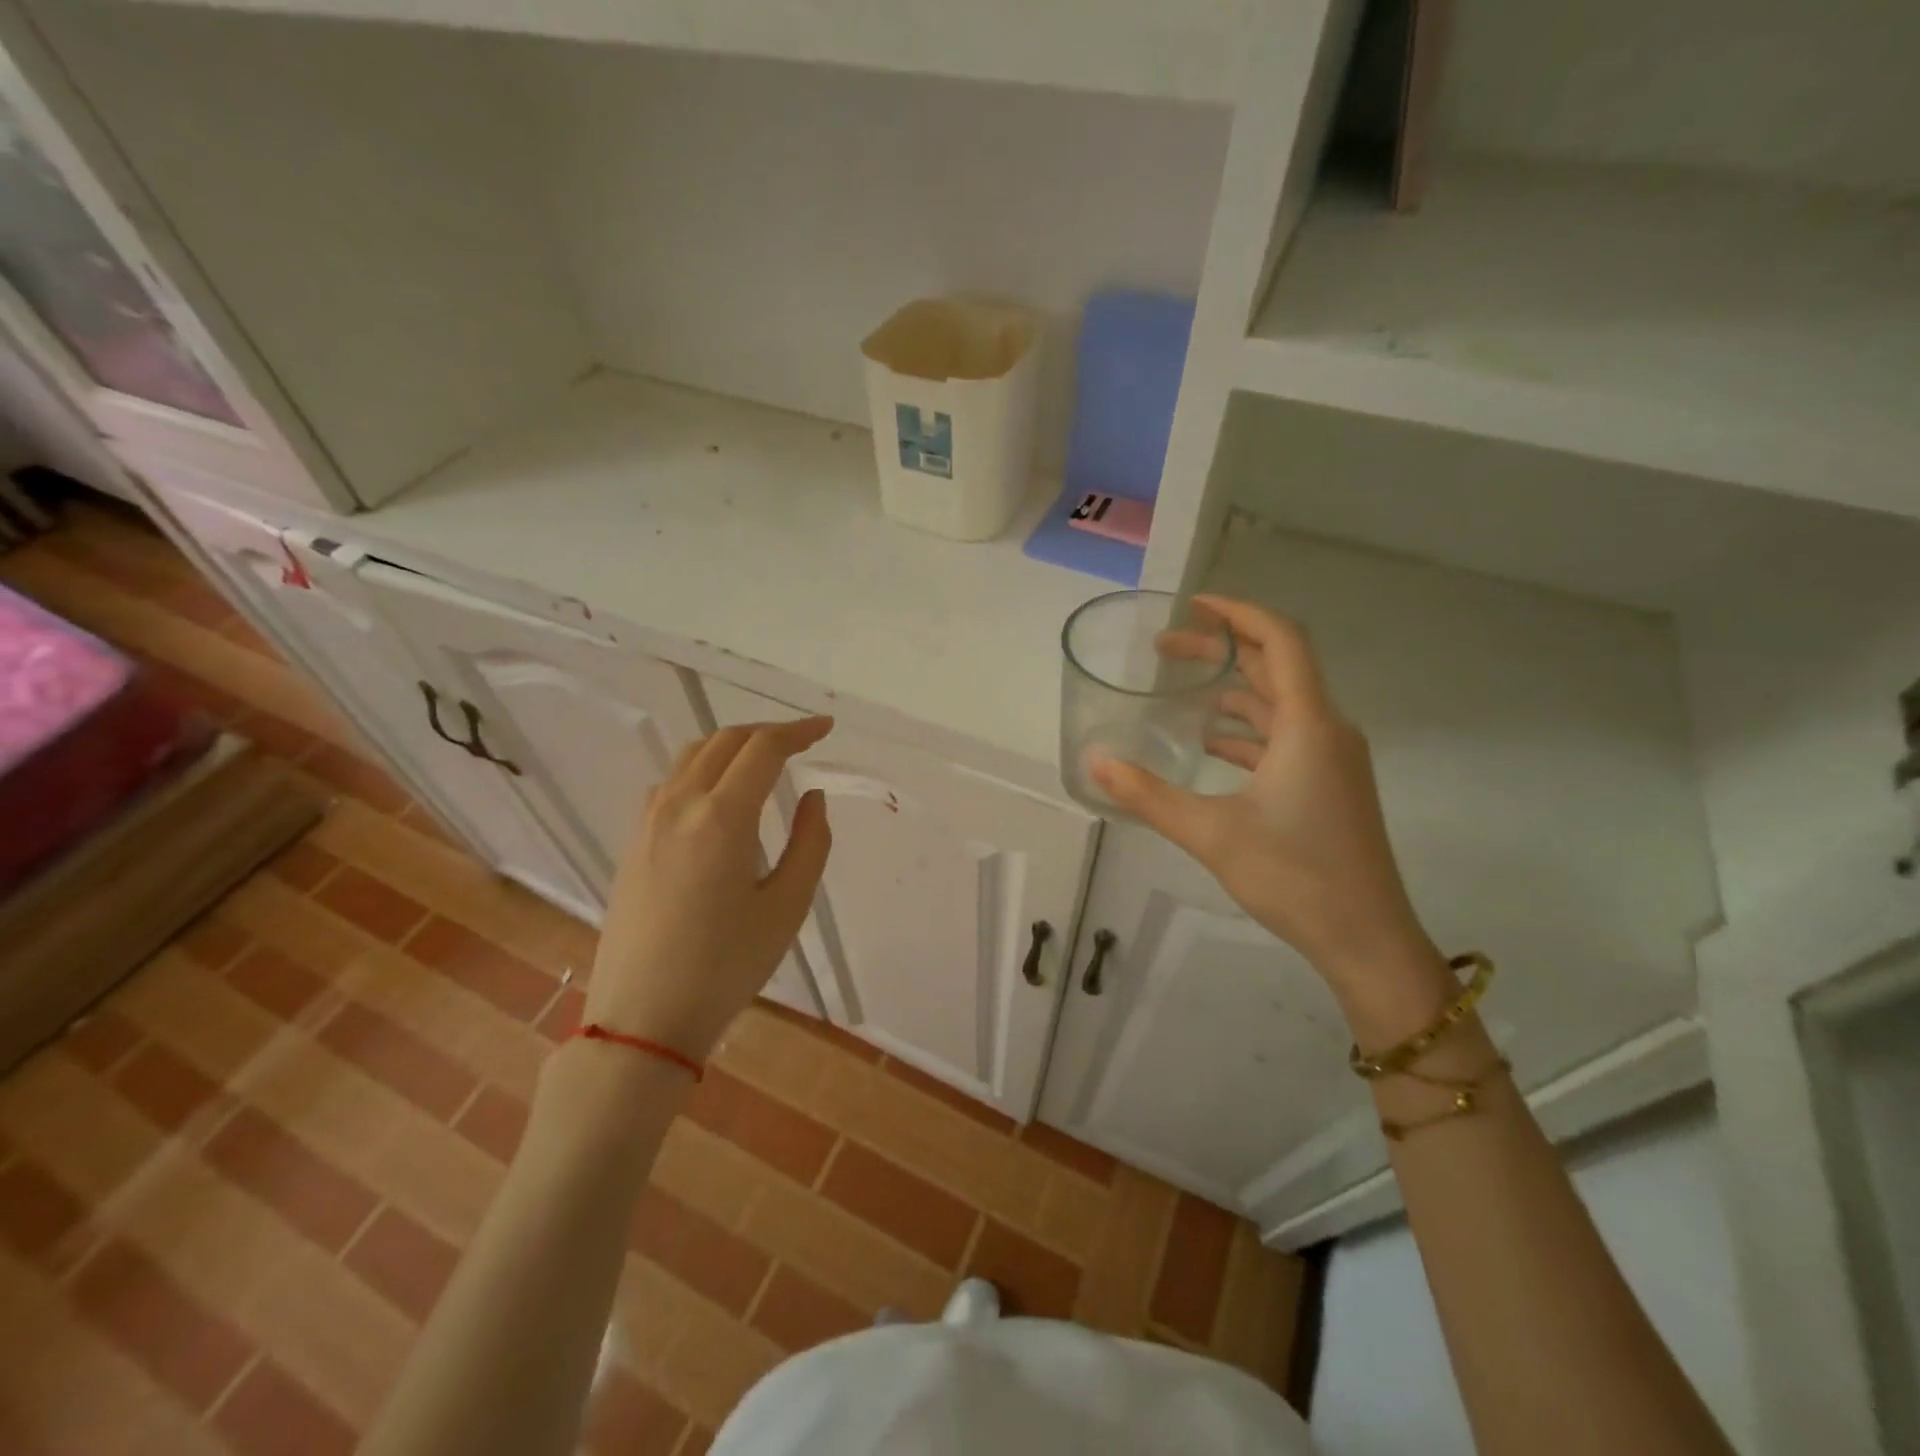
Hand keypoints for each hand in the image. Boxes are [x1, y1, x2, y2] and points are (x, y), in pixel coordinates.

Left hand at [586, 718, 832, 1060]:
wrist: (643, 1017)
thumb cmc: (726, 966)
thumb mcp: (787, 906)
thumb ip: (810, 842)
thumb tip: (811, 797)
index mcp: (722, 817)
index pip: (763, 749)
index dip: (798, 731)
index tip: (826, 728)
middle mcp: (679, 804)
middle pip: (726, 741)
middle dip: (768, 732)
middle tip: (802, 742)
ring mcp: (648, 821)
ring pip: (693, 755)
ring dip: (733, 745)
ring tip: (764, 760)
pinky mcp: (634, 840)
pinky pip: (670, 780)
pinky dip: (703, 767)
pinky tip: (718, 794)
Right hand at [1092, 598, 1432, 990]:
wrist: (1367, 939)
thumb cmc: (1295, 876)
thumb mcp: (1211, 833)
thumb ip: (1148, 795)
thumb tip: (1094, 762)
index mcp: (1308, 725)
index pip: (1280, 640)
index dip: (1238, 614)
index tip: (1193, 606)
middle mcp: (1326, 729)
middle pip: (1276, 667)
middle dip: (1222, 651)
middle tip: (1166, 650)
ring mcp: (1333, 758)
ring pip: (1280, 704)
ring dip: (1233, 691)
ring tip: (1181, 691)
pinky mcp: (1330, 784)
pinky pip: (1285, 737)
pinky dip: (1247, 730)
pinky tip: (1210, 744)